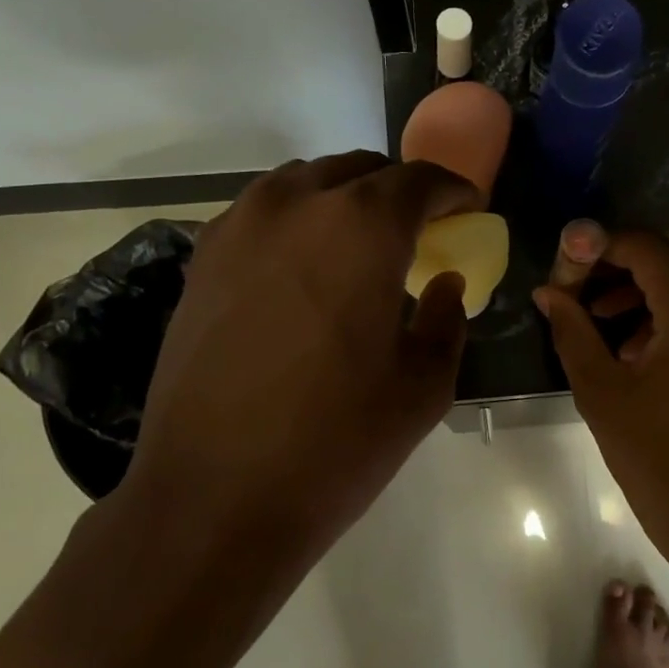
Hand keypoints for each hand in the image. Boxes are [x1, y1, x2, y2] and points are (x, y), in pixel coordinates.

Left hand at [116, 152, 478, 560]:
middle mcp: (296, 205)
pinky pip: (261, 215)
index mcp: (362, 226)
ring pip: (304, 184)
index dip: (452, 191)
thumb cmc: (338, 441)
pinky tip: (304, 270)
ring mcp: (238, 227)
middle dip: (397, 192)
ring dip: (342, 201)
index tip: (467, 209)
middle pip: (359, 171)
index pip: (420, 180)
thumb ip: (447, 318)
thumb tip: (445, 284)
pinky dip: (295, 223)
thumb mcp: (424, 385)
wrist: (214, 496)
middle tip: (417, 232)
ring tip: (359, 248)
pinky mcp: (200, 260)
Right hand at [535, 230, 668, 564]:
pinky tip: (642, 347)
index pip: (647, 247)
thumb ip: (572, 329)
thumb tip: (548, 293)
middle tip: (593, 291)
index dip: (601, 249)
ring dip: (654, 282)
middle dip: (632, 259)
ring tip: (609, 324)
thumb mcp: (600, 390)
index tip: (568, 273)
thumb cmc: (655, 456)